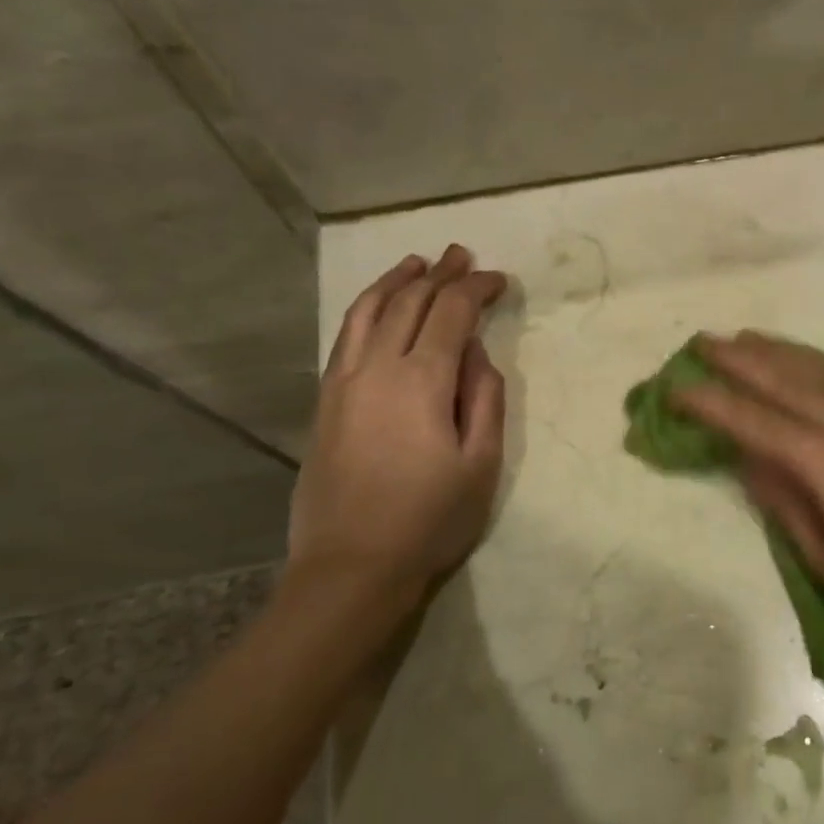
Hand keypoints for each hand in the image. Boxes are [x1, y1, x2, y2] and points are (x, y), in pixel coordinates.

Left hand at [285, 246, 507, 636]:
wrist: (352, 567)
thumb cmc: (430, 520)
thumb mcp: (481, 463)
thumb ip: (484, 398)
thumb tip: (476, 353)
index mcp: (421, 381)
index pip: (451, 313)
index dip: (476, 289)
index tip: (499, 280)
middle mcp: (376, 368)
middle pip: (408, 302)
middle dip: (440, 274)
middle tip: (463, 256)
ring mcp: (342, 383)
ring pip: (367, 311)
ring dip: (395, 281)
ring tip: (417, 263)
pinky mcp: (325, 401)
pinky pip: (345, 337)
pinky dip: (365, 309)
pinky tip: (377, 307)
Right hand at [671, 332, 823, 669]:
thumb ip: (784, 499)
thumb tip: (747, 456)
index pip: (760, 423)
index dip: (715, 404)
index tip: (677, 385)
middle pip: (791, 384)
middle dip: (743, 361)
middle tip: (702, 341)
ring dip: (780, 354)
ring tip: (745, 337)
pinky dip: (818, 369)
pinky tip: (802, 364)